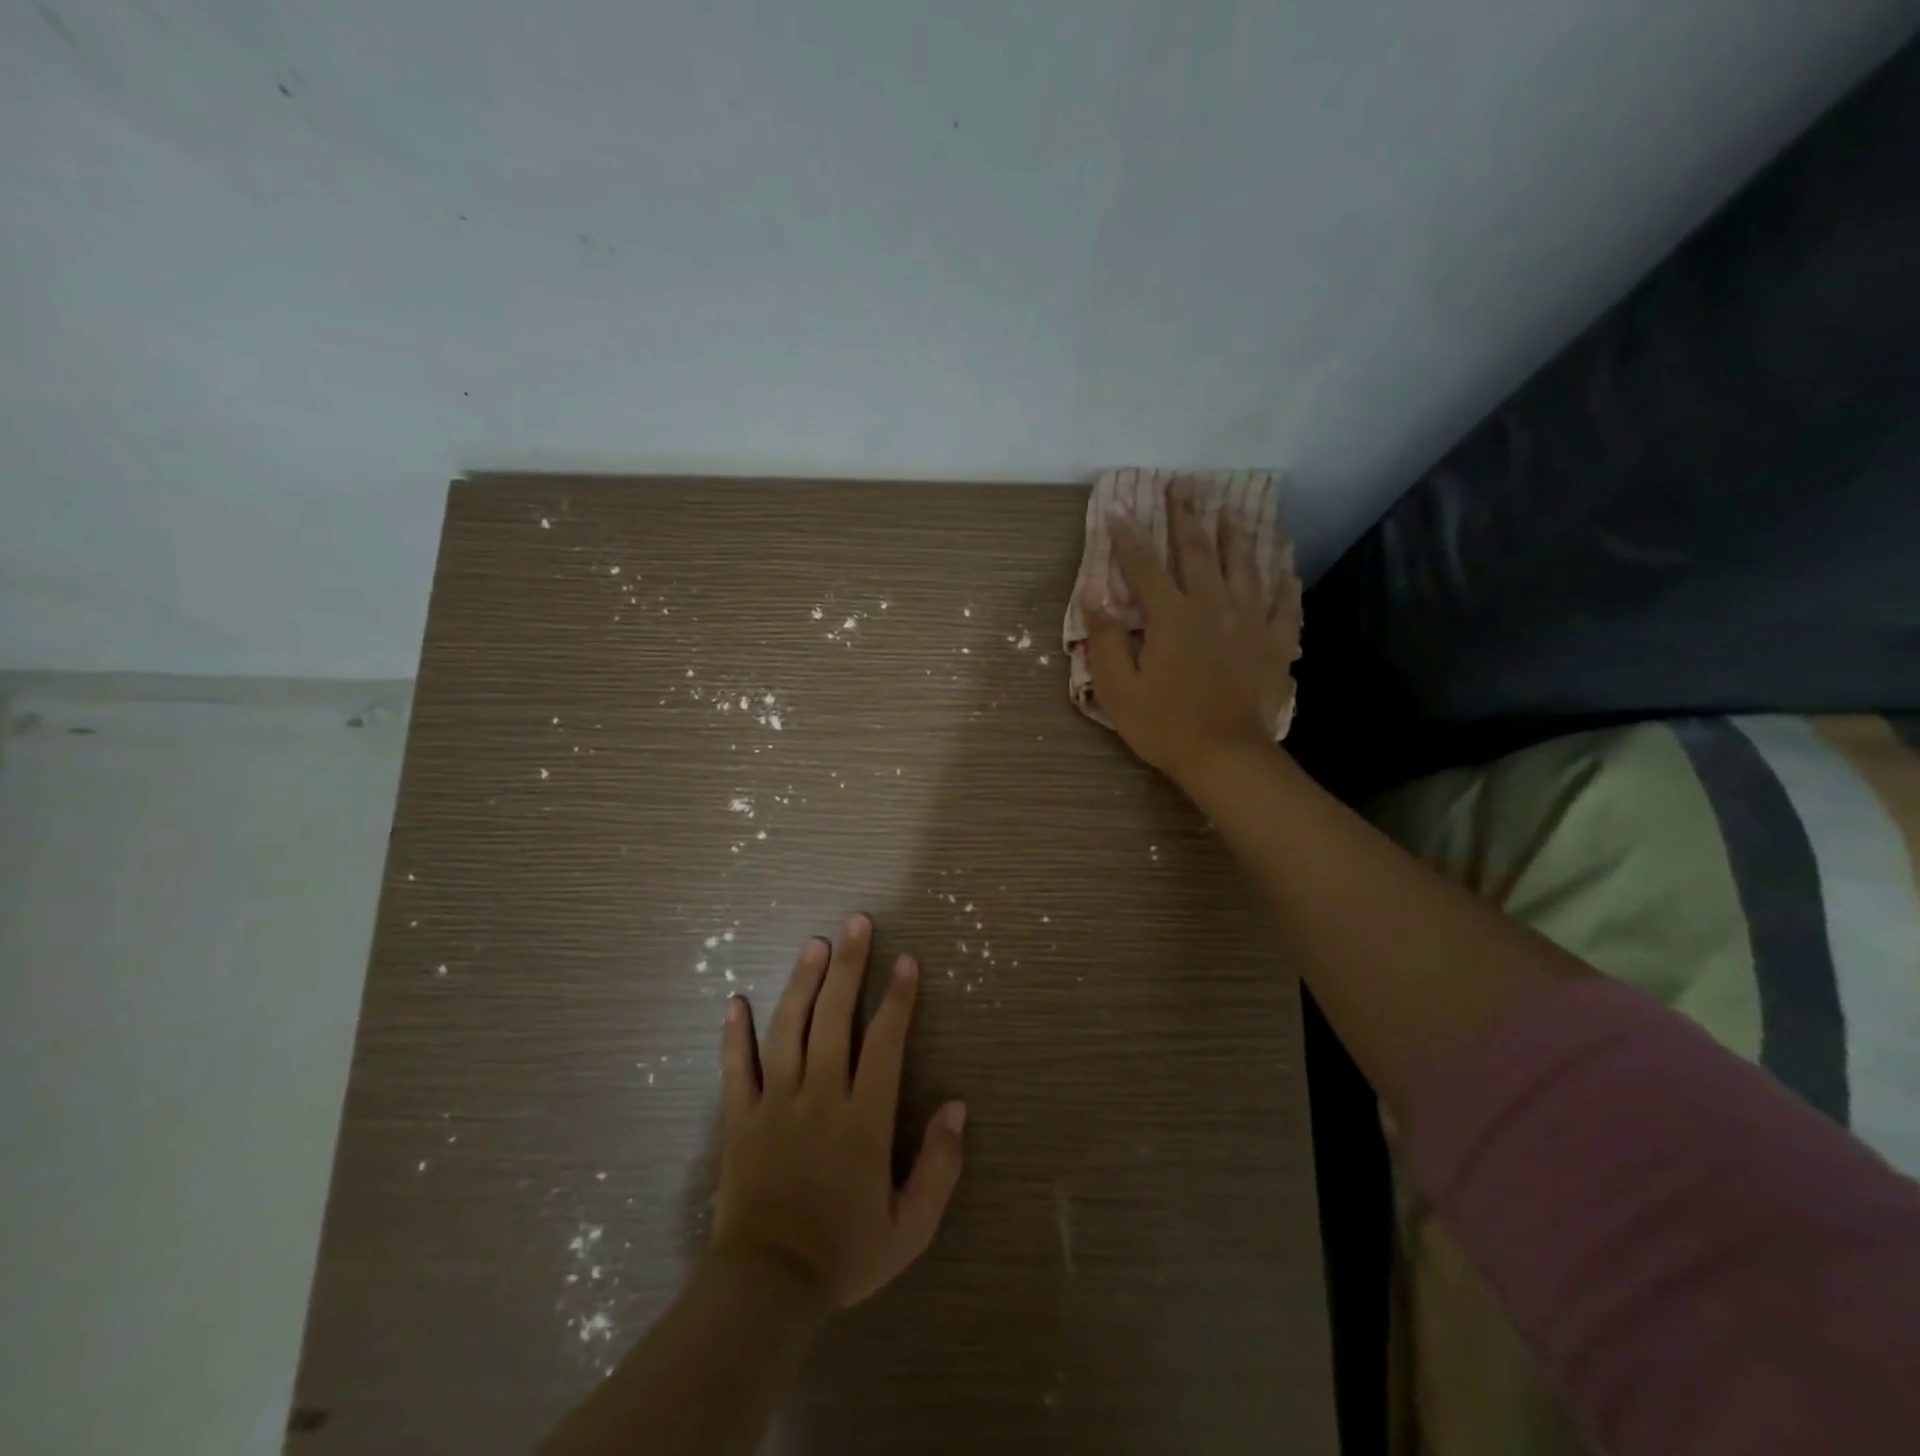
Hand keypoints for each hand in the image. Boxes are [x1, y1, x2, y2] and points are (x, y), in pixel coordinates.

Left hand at [709, 915, 966, 1309]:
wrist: (766, 1290)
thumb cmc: (845, 1255)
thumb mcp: (911, 1227)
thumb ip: (939, 1165)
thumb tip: (957, 1106)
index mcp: (863, 1118)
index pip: (885, 1042)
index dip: (898, 998)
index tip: (906, 960)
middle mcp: (820, 1096)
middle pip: (835, 1018)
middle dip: (849, 966)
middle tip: (856, 922)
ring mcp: (775, 1103)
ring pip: (788, 1028)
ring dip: (802, 983)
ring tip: (814, 944)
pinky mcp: (740, 1118)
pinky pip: (736, 1067)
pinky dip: (735, 1034)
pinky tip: (736, 1001)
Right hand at [1081, 481, 1299, 783]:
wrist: (1226, 756)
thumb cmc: (1164, 725)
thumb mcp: (1118, 689)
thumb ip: (1104, 640)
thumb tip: (1095, 596)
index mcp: (1171, 616)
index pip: (1145, 566)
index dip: (1129, 538)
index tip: (1120, 511)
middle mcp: (1212, 606)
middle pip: (1198, 552)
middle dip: (1188, 516)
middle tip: (1184, 485)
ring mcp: (1250, 621)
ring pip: (1246, 566)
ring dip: (1237, 535)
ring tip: (1232, 509)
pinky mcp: (1275, 643)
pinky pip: (1284, 604)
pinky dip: (1285, 581)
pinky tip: (1286, 566)